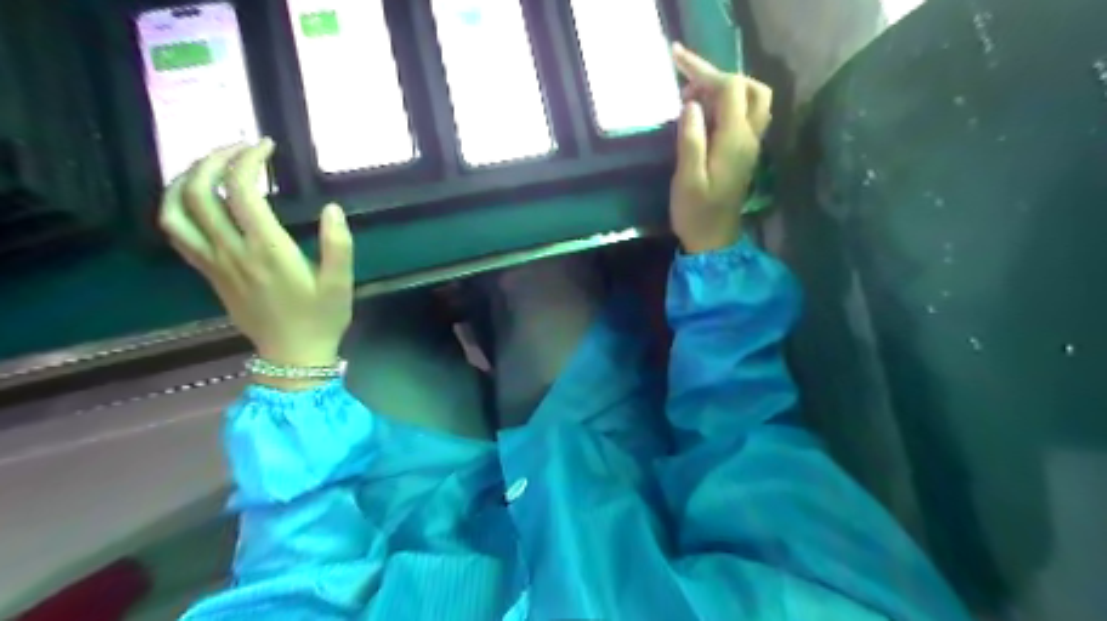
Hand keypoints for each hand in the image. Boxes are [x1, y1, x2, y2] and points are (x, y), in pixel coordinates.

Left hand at [158, 136, 353, 374]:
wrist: (292, 355)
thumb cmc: (321, 318)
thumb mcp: (341, 284)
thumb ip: (339, 245)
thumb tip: (332, 208)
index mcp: (268, 250)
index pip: (242, 191)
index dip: (249, 160)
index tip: (267, 146)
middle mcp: (232, 251)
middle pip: (200, 191)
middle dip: (214, 159)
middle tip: (239, 148)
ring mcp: (214, 262)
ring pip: (176, 210)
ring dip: (186, 178)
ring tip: (210, 166)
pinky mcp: (208, 272)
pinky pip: (176, 233)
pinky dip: (177, 205)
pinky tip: (195, 198)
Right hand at [671, 43, 771, 251]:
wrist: (713, 240)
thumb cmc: (695, 213)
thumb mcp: (687, 179)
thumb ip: (691, 140)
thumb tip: (691, 103)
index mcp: (735, 140)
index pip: (731, 89)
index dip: (706, 74)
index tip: (679, 74)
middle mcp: (749, 137)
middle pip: (751, 89)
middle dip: (721, 79)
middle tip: (691, 88)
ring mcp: (750, 145)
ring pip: (753, 100)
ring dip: (728, 91)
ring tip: (697, 100)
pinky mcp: (745, 153)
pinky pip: (746, 116)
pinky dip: (728, 105)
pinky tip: (706, 117)